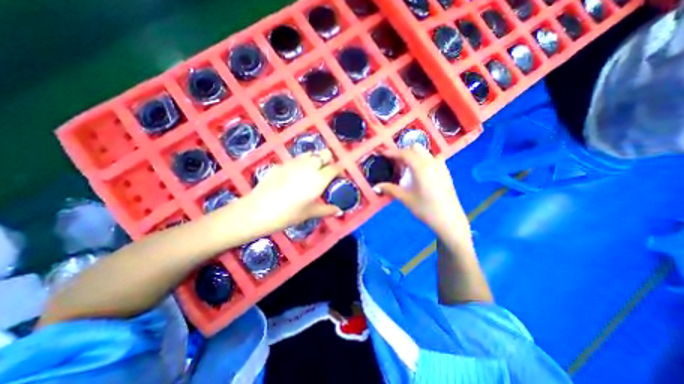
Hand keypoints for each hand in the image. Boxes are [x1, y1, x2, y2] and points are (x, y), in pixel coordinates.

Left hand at [243, 148, 345, 232]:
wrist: (258, 210)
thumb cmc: (288, 214)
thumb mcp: (310, 213)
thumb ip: (327, 210)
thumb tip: (339, 211)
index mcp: (319, 178)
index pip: (335, 167)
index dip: (340, 171)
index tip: (339, 178)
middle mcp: (309, 166)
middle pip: (324, 153)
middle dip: (329, 160)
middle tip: (326, 173)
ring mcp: (294, 162)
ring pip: (310, 153)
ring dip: (315, 160)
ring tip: (312, 173)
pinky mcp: (281, 164)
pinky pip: (296, 159)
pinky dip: (301, 164)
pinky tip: (295, 176)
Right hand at [373, 146, 471, 241]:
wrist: (449, 220)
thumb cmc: (425, 209)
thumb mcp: (405, 198)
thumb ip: (390, 189)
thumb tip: (375, 187)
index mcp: (421, 167)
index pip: (404, 153)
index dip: (392, 152)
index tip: (383, 154)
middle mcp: (432, 162)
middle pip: (415, 148)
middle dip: (403, 152)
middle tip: (394, 163)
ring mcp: (440, 165)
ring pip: (424, 152)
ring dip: (413, 156)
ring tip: (405, 169)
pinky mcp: (445, 171)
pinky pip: (431, 159)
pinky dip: (421, 160)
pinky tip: (418, 174)